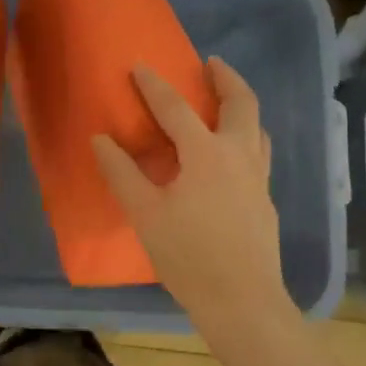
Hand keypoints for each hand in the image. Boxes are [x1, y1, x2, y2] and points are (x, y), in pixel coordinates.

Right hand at [92, 58, 292, 333]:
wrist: (242, 301)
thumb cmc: (188, 256)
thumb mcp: (145, 214)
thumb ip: (122, 173)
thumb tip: (101, 140)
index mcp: (207, 154)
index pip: (176, 108)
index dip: (154, 85)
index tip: (140, 66)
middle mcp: (239, 156)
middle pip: (241, 104)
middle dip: (226, 78)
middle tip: (211, 64)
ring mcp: (258, 178)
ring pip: (257, 129)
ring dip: (241, 107)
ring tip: (224, 104)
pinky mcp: (265, 200)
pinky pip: (257, 154)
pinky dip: (244, 138)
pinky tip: (229, 158)